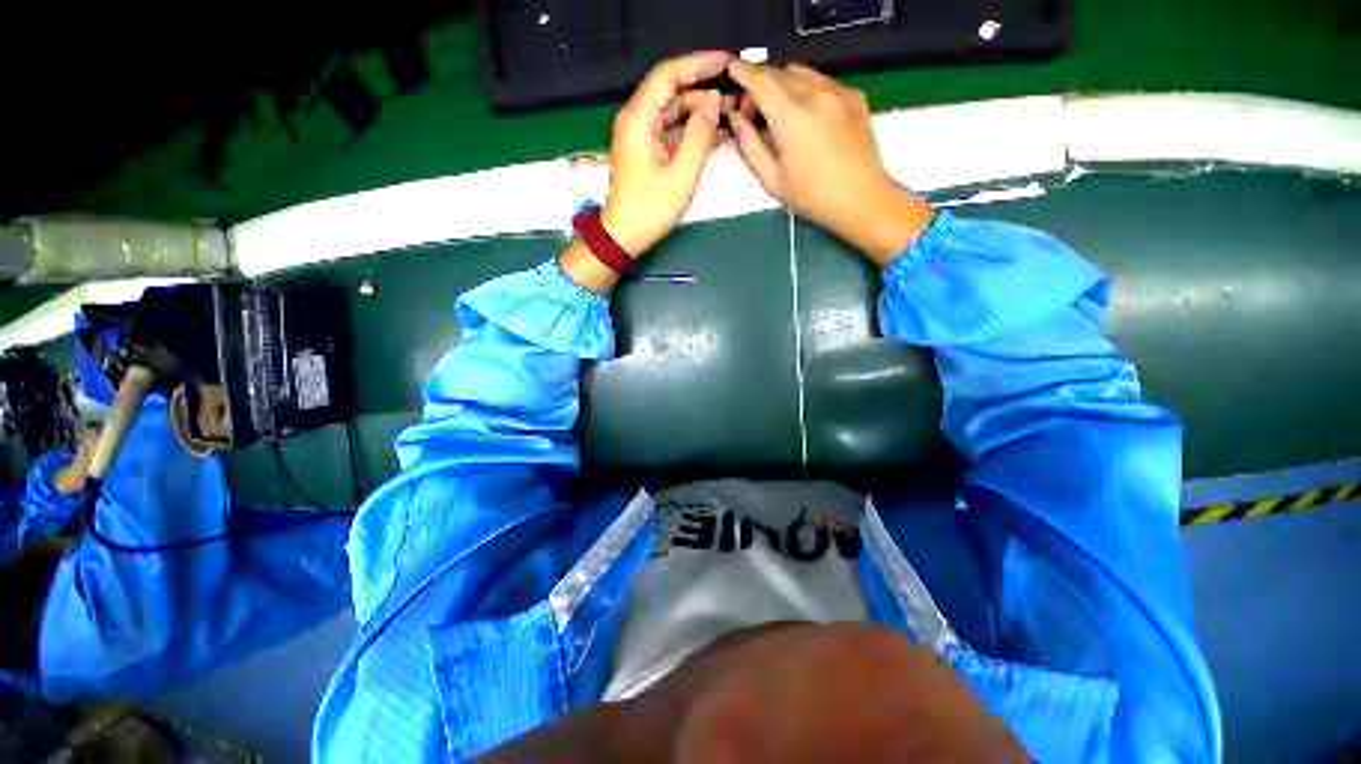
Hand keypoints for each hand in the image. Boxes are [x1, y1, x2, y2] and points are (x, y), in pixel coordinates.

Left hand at [562, 51, 732, 291]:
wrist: (625, 236)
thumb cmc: (651, 208)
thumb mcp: (681, 173)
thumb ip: (700, 134)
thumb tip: (714, 102)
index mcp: (639, 118)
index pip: (669, 75)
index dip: (699, 64)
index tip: (727, 61)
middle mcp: (637, 119)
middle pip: (672, 90)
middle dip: (703, 88)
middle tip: (735, 92)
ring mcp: (641, 135)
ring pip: (673, 111)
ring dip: (700, 111)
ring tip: (731, 114)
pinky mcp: (647, 150)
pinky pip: (671, 130)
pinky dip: (691, 130)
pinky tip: (714, 133)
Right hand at [727, 62, 934, 265]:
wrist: (861, 199)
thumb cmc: (812, 196)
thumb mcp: (771, 179)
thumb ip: (749, 145)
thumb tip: (736, 119)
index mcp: (792, 116)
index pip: (760, 81)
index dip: (742, 73)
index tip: (732, 72)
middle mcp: (815, 94)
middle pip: (779, 72)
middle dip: (760, 85)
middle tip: (753, 114)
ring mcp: (838, 91)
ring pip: (801, 72)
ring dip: (783, 84)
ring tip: (779, 113)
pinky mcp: (854, 96)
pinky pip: (822, 80)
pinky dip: (805, 89)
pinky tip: (805, 116)